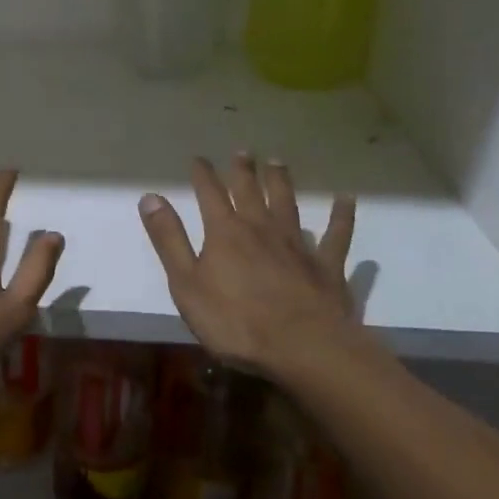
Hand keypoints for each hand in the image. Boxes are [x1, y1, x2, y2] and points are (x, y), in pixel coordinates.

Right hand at [137, 153, 357, 377]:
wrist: (302, 347)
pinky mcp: (326, 265)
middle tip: (243, 150)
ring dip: (282, 181)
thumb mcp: (187, 284)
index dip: (203, 174)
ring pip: (288, 203)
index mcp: (225, 232)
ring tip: (278, 162)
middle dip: (243, 170)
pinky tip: (347, 199)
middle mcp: (261, 227)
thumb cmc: (236, 321)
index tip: (198, 158)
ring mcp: (297, 244)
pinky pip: (336, 235)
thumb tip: (150, 197)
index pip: (210, 193)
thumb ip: (169, 240)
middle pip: (250, 191)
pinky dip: (341, 216)